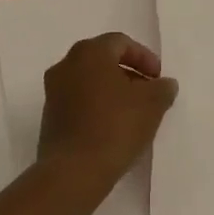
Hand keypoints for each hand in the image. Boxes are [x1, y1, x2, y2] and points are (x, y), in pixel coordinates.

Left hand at [38, 32, 178, 185]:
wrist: (73, 171)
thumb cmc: (115, 127)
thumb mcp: (152, 105)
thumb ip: (162, 88)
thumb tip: (164, 83)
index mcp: (89, 52)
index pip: (121, 42)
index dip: (144, 57)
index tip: (158, 79)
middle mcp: (66, 64)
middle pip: (103, 59)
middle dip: (128, 73)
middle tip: (148, 93)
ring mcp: (53, 90)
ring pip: (89, 81)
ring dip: (112, 91)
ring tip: (133, 113)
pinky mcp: (49, 116)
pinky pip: (78, 101)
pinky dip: (96, 106)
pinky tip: (112, 127)